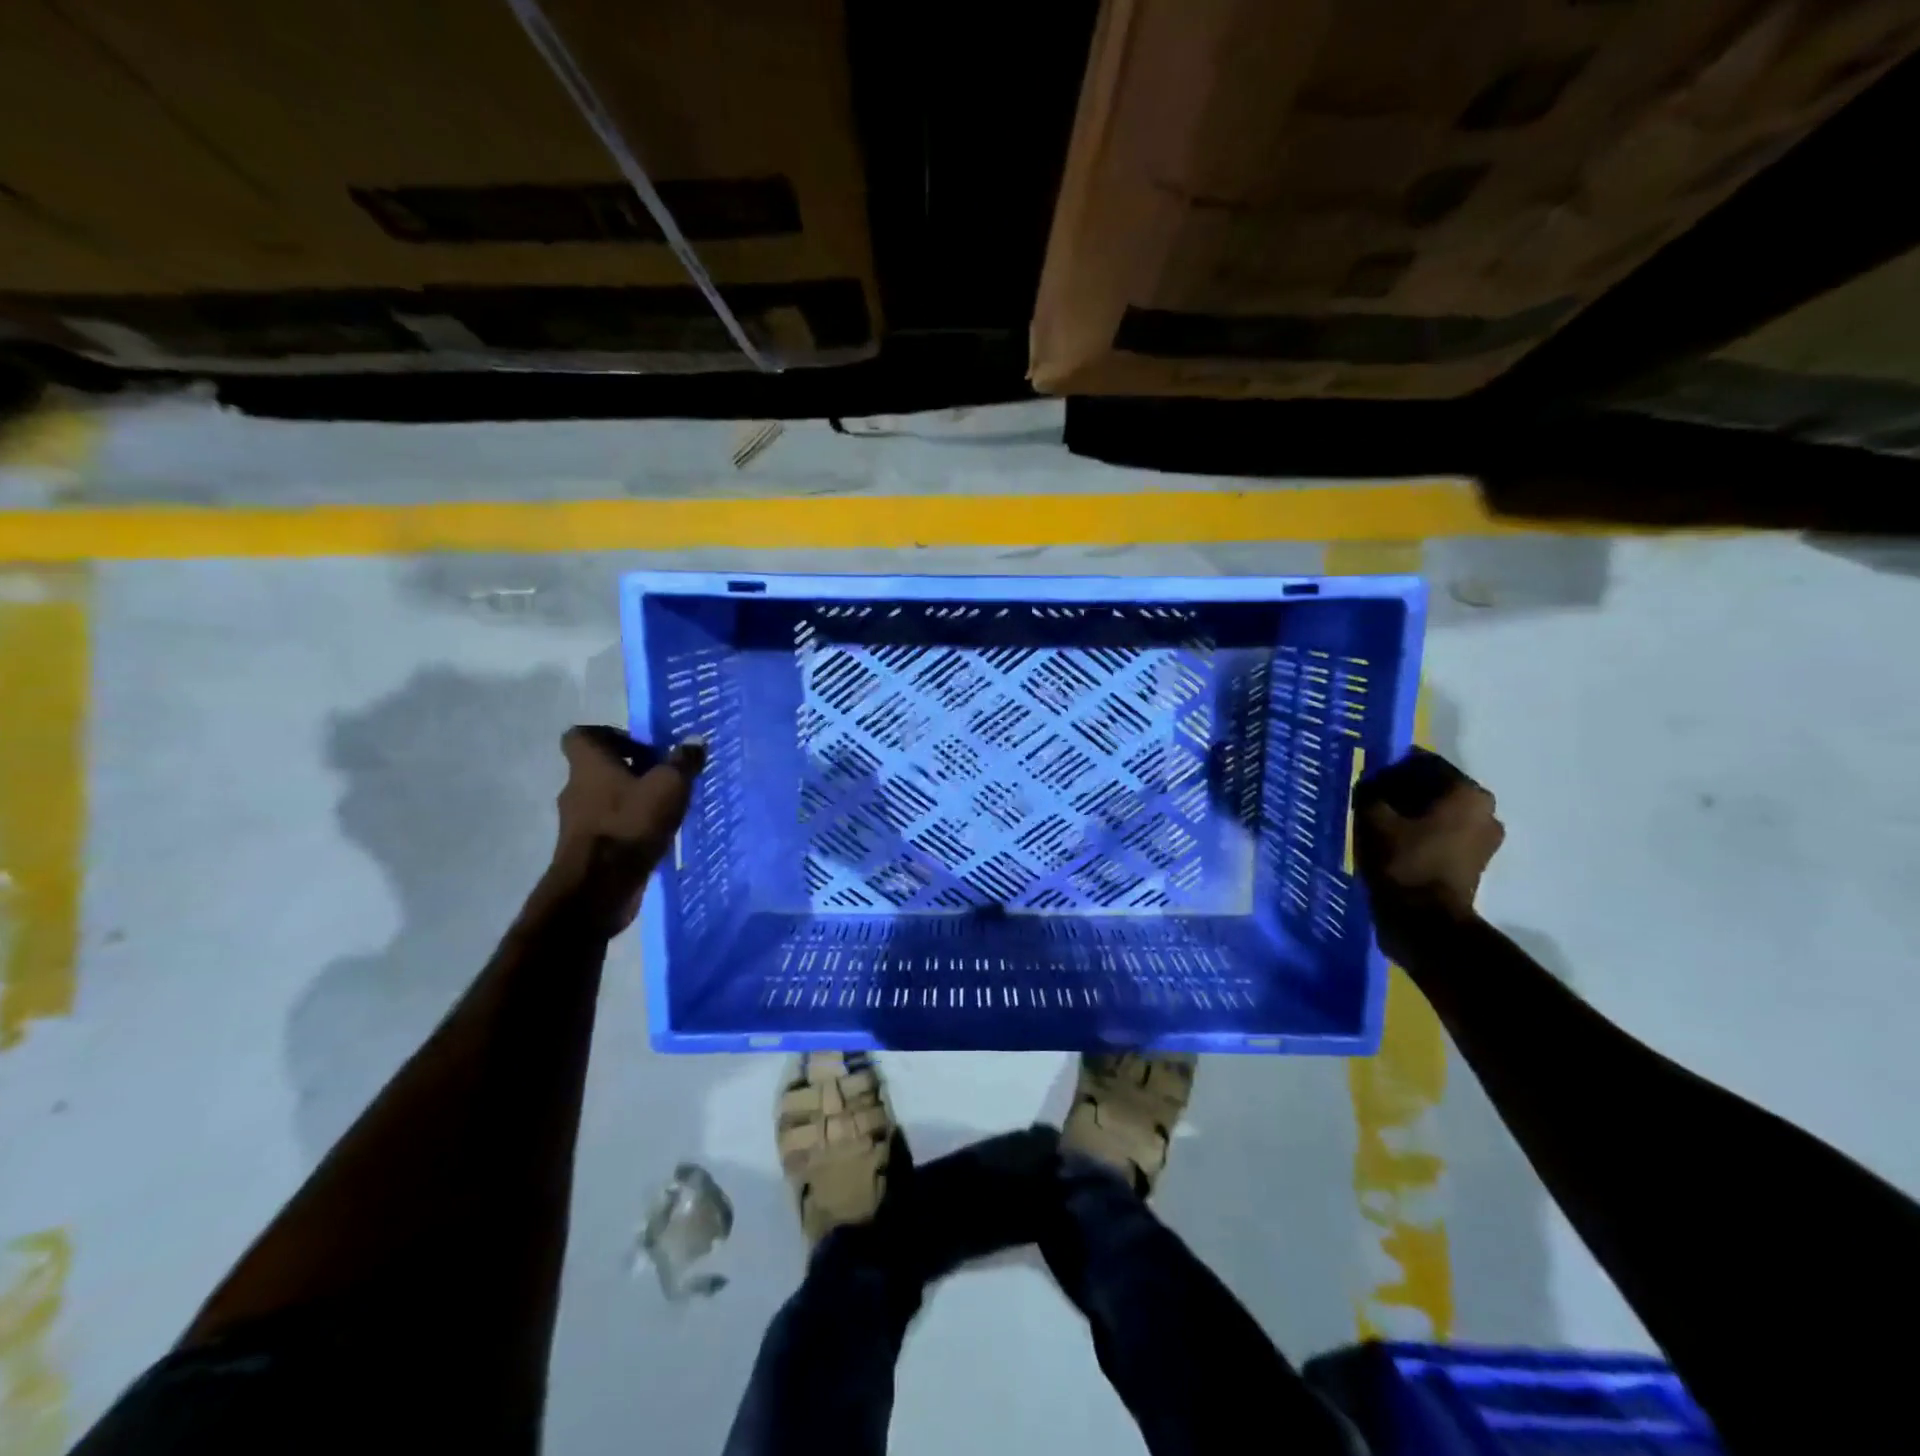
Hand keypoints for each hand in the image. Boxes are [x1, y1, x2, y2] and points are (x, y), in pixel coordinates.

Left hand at [542, 726, 706, 930]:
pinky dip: (630, 826)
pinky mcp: (585, 849)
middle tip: (666, 778)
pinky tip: (657, 836)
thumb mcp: (669, 787)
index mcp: (589, 764)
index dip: (612, 735)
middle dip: (633, 770)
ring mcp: (578, 821)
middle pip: (601, 768)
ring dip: (633, 800)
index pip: (583, 735)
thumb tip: (695, 740)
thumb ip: (683, 762)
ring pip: (607, 798)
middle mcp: (576, 788)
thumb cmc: (630, 825)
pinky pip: (610, 826)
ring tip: (668, 809)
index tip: (644, 748)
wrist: (597, 889)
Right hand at [1354, 749, 1503, 963]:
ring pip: (1437, 813)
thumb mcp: (1372, 817)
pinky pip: (1442, 835)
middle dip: (1401, 792)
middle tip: (1368, 802)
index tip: (1365, 780)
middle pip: (1433, 787)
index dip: (1389, 767)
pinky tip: (1393, 844)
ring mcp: (1484, 839)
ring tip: (1378, 825)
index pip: (1422, 762)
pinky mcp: (1475, 863)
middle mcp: (1485, 810)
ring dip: (1409, 815)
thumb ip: (1370, 789)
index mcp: (1466, 792)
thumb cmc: (1402, 862)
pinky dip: (1419, 835)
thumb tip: (1370, 780)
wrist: (1424, 923)